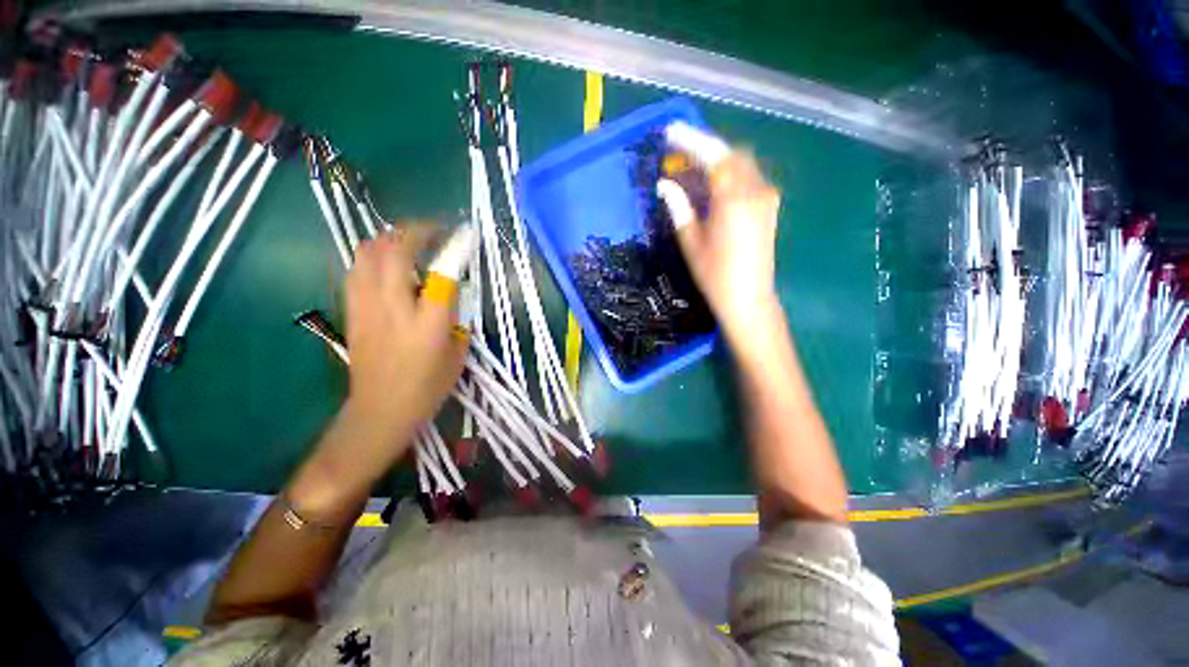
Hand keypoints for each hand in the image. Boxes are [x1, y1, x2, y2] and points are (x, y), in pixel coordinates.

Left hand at [344, 226, 467, 448]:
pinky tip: (386, 264)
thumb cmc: (427, 387)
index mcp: (429, 324)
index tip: (465, 233)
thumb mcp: (457, 354)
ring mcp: (366, 307)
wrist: (380, 411)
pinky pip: (356, 270)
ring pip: (367, 254)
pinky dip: (372, 257)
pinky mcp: (351, 311)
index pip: (443, 274)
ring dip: (389, 239)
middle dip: (415, 231)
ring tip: (408, 241)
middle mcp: (394, 309)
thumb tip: (449, 295)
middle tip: (433, 230)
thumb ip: (455, 319)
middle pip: (395, 251)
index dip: (455, 247)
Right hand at [658, 152, 781, 339]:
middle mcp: (755, 190)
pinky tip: (714, 185)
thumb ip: (679, 208)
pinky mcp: (770, 206)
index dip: (690, 141)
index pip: (713, 156)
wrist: (748, 298)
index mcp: (733, 199)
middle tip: (679, 154)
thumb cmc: (714, 275)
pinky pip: (749, 176)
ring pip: (742, 163)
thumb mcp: (691, 242)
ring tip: (693, 169)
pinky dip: (730, 172)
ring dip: (718, 159)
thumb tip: (664, 185)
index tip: (670, 132)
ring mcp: (767, 197)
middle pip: (731, 153)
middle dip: (704, 148)